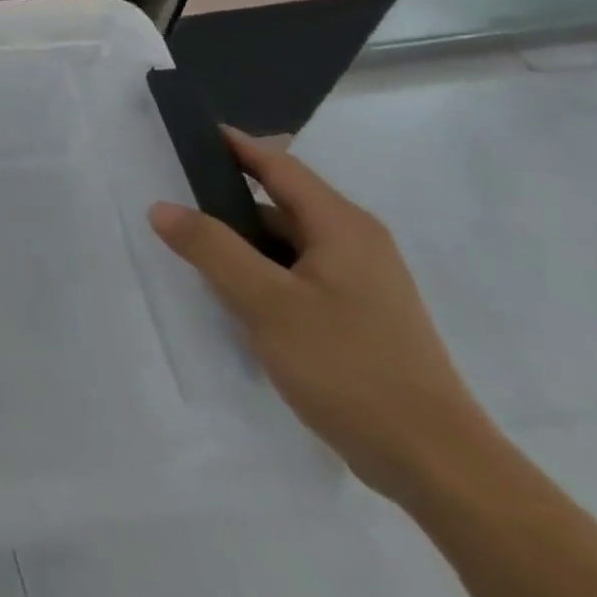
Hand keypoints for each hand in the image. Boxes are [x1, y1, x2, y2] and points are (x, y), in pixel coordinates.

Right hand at [148, 131, 494, 505]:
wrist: (435, 465)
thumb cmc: (349, 367)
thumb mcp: (267, 302)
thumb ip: (211, 248)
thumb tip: (162, 206)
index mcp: (342, 226)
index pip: (277, 165)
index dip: (232, 145)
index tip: (187, 132)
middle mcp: (354, 244)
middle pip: (278, 202)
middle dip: (225, 196)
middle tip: (169, 192)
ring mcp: (357, 283)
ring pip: (283, 242)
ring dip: (238, 240)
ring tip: (186, 244)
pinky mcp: (353, 316)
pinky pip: (292, 274)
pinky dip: (257, 271)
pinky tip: (226, 292)